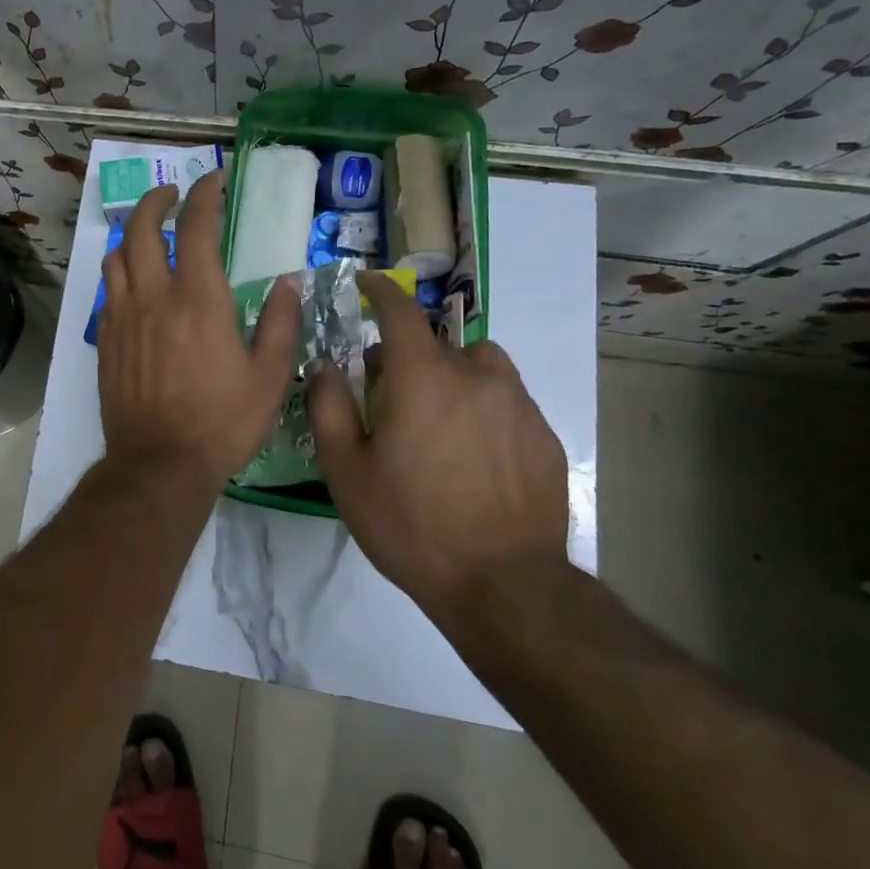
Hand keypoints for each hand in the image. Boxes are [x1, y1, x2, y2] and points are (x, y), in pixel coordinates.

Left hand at [98, 171, 300, 487]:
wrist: (159, 464)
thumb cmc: (221, 422)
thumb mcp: (269, 377)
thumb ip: (280, 323)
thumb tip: (287, 282)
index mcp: (198, 299)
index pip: (195, 226)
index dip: (203, 194)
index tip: (212, 180)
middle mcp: (153, 297)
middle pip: (141, 229)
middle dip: (155, 200)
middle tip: (171, 194)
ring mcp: (122, 318)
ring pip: (115, 257)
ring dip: (131, 235)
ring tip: (148, 235)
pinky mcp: (104, 342)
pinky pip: (107, 294)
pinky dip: (119, 276)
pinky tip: (133, 287)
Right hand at [310, 274, 568, 614]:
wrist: (504, 585)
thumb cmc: (411, 525)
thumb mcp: (347, 472)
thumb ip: (329, 407)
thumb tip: (326, 365)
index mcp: (423, 378)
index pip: (400, 311)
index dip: (380, 290)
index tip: (366, 283)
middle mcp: (475, 376)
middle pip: (438, 341)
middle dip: (407, 351)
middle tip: (387, 389)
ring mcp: (517, 404)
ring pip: (479, 365)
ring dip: (452, 373)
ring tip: (438, 417)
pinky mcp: (543, 435)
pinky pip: (507, 399)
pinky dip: (482, 406)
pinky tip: (473, 454)